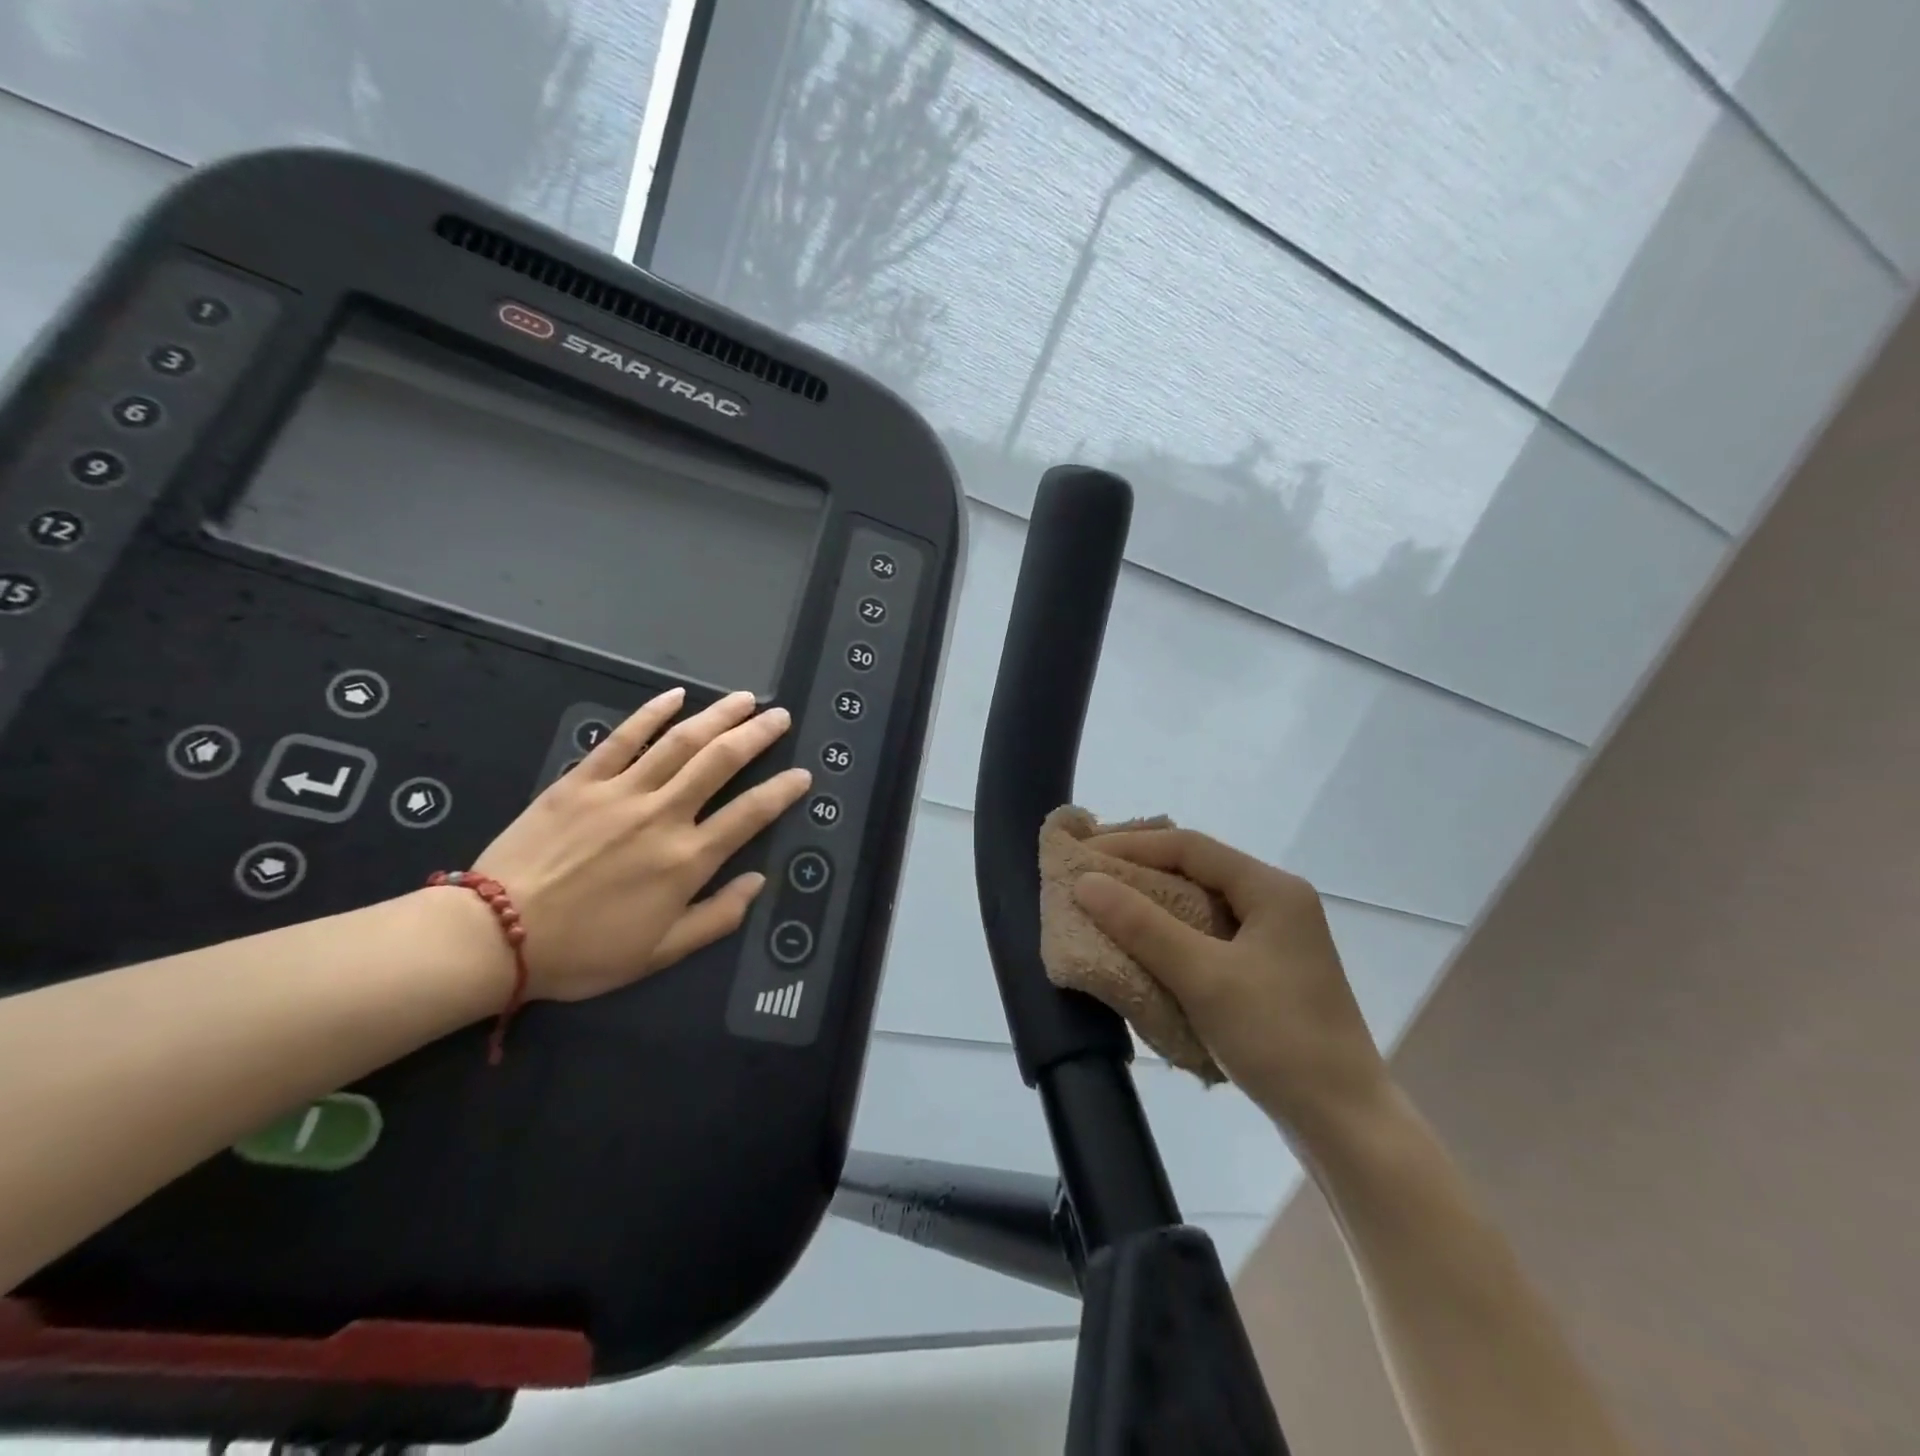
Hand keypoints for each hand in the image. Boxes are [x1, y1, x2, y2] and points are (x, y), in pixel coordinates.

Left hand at [471, 687, 810, 1001]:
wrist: (494, 936)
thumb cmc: (583, 952)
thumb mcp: (661, 952)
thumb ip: (717, 917)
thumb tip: (757, 881)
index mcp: (686, 860)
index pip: (750, 814)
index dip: (783, 791)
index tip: (802, 774)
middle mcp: (662, 815)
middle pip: (721, 762)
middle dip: (758, 735)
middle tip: (780, 716)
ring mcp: (620, 792)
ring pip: (680, 742)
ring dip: (718, 716)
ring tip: (745, 699)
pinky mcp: (580, 781)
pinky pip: (622, 738)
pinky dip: (650, 713)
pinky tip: (675, 696)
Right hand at [1073, 828, 1388, 1135]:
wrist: (1345, 1125)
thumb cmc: (1278, 1038)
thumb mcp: (1203, 977)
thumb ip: (1142, 925)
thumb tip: (1087, 881)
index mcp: (1271, 889)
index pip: (1190, 847)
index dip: (1132, 845)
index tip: (1083, 854)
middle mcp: (1276, 904)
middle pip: (1196, 870)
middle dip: (1139, 872)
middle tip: (1088, 878)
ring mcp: (1274, 941)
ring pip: (1201, 906)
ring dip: (1153, 907)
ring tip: (1104, 910)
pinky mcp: (1267, 974)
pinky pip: (1208, 938)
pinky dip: (1171, 938)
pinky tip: (1142, 950)